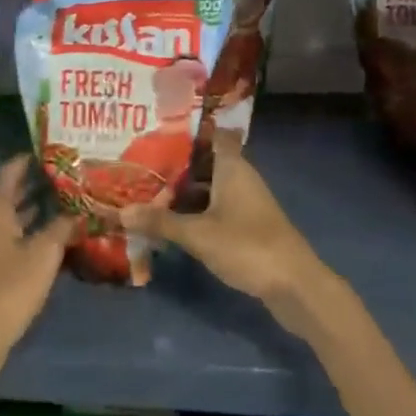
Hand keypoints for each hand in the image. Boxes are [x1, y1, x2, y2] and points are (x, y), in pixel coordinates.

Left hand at [0, 157, 74, 397]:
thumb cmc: (10, 287)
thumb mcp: (43, 253)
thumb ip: (62, 228)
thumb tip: (78, 212)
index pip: (10, 172)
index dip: (29, 159)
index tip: (53, 148)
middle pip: (13, 193)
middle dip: (39, 182)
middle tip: (70, 171)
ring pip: (17, 216)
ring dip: (39, 207)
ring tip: (71, 197)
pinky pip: (19, 236)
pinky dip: (37, 230)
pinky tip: (60, 234)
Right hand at [120, 131, 326, 310]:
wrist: (295, 285)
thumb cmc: (247, 246)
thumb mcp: (198, 234)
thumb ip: (160, 222)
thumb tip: (120, 212)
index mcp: (232, 167)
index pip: (213, 135)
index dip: (190, 130)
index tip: (158, 130)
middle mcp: (240, 178)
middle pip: (205, 163)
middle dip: (174, 166)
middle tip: (138, 165)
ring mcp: (245, 203)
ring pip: (208, 188)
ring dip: (182, 192)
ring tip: (145, 192)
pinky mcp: (247, 226)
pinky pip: (214, 209)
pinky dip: (194, 212)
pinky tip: (170, 222)